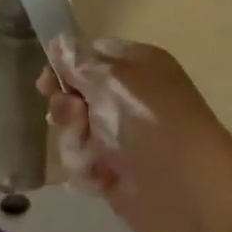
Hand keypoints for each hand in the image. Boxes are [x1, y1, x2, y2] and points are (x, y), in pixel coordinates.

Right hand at [40, 37, 231, 231]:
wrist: (184, 189)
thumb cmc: (149, 122)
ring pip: (71, 132)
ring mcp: (119, 135)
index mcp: (134, 65)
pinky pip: (80, 164)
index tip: (47, 82)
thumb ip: (78, 62)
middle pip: (73, 96)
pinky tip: (103, 178)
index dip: (65, 67)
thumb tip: (59, 41)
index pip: (89, 55)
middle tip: (77, 118)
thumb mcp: (110, 80)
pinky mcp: (113, 170)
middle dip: (66, 110)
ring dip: (76, 144)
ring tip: (95, 156)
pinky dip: (87, 171)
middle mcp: (126, 98)